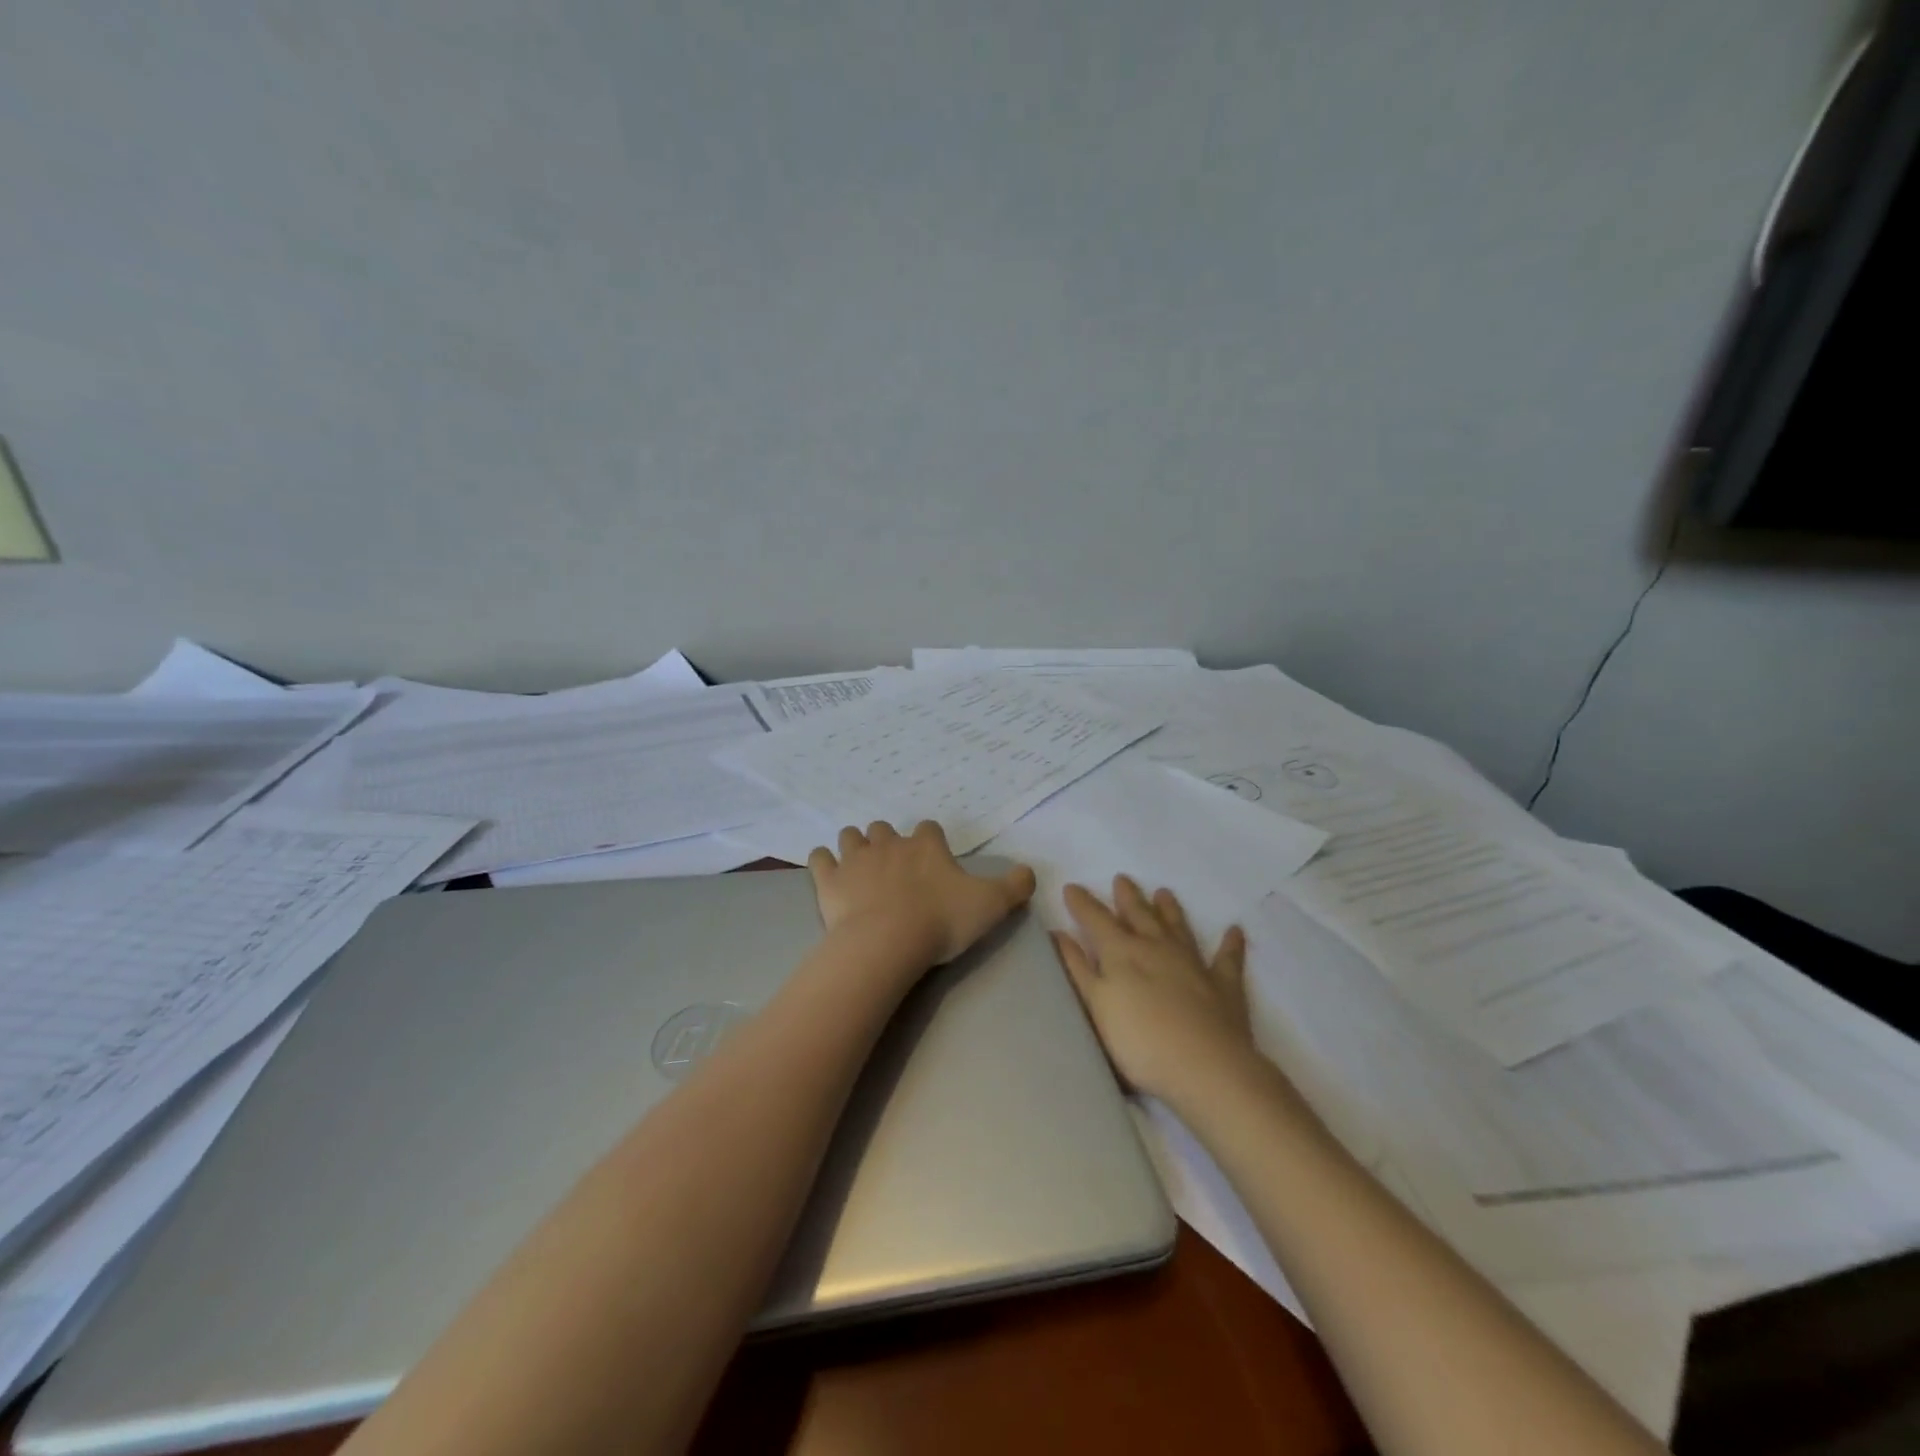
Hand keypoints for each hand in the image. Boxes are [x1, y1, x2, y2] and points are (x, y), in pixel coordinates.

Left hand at [807, 822, 1036, 973]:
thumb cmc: (941, 921)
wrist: (887, 942)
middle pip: (884, 829)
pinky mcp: (829, 879)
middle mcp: (889, 844)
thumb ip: (1015, 886)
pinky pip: (819, 858)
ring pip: (851, 836)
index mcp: (926, 846)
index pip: (929, 828)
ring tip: (861, 865)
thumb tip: (1030, 872)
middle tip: (894, 866)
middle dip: (888, 841)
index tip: (933, 858)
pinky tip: (828, 871)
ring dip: (855, 845)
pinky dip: (823, 861)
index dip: (931, 841)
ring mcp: (855, 859)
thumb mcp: (991, 905)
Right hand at [1053, 876, 1254, 1104]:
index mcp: (1121, 952)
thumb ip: (1077, 968)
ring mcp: (1192, 962)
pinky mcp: (1223, 984)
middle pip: (1139, 914)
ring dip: (1169, 909)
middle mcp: (1156, 947)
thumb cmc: (1140, 1042)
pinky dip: (1230, 943)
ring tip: (1163, 892)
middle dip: (1128, 896)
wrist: (1206, 1067)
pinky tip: (1234, 930)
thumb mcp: (1096, 1006)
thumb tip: (1058, 933)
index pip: (1096, 919)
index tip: (1072, 887)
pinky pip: (1227, 957)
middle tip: (1122, 878)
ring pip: (1177, 926)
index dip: (1082, 903)